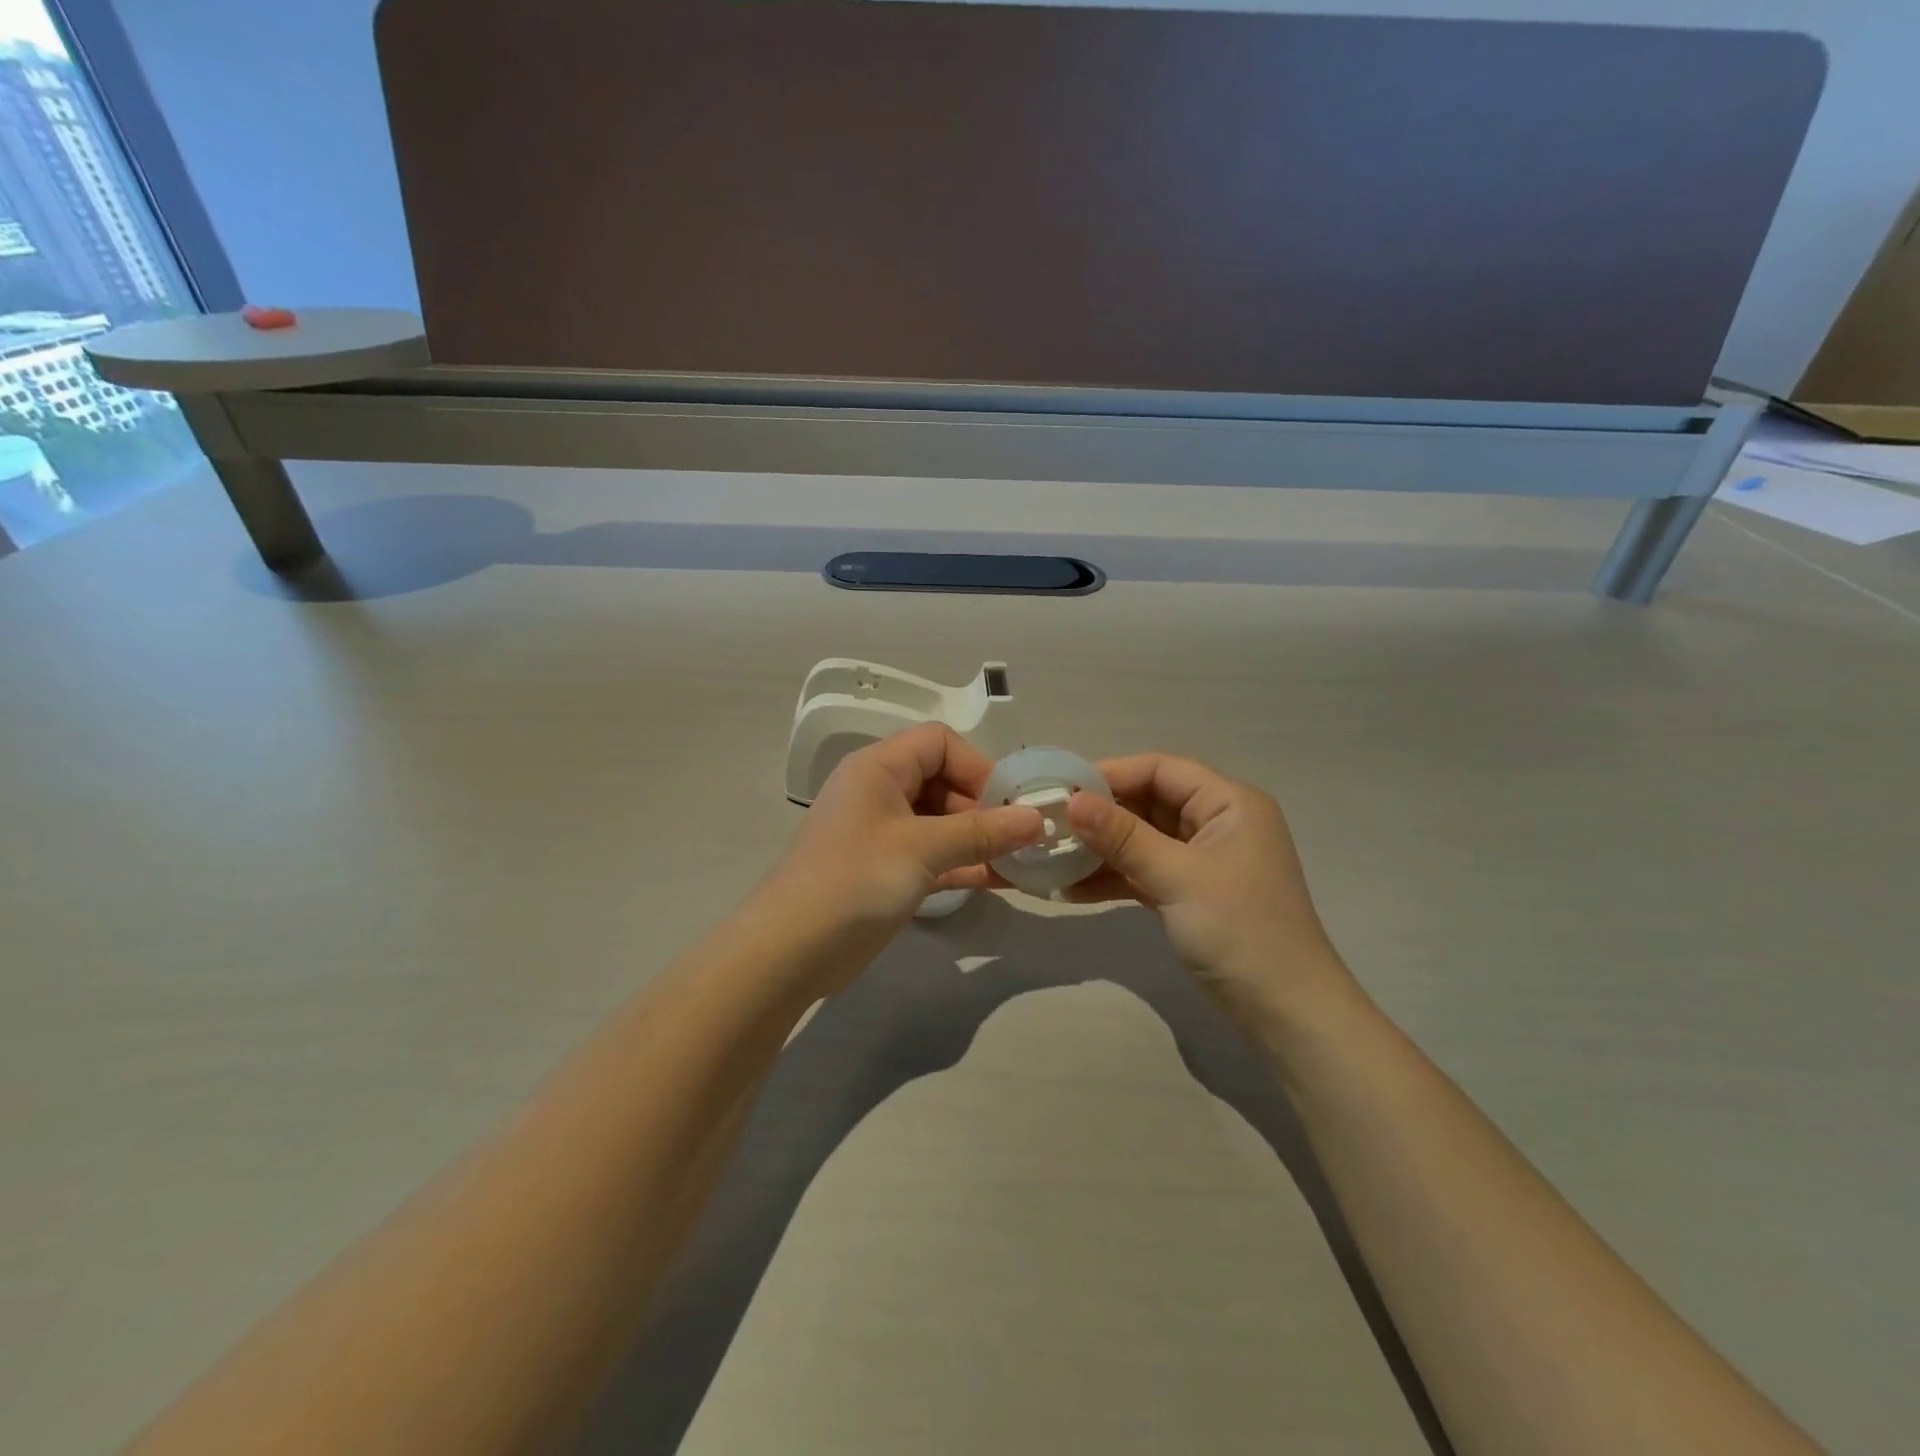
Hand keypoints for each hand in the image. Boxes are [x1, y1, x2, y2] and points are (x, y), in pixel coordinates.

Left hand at [770, 724, 1043, 943]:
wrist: (791, 950)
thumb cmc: (856, 880)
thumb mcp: (922, 849)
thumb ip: (982, 832)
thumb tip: (1037, 819)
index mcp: (879, 768)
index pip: (938, 742)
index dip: (976, 766)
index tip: (1007, 803)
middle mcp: (880, 792)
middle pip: (944, 781)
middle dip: (984, 808)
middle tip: (1021, 839)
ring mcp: (883, 834)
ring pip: (942, 823)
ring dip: (980, 840)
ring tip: (1023, 862)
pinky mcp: (888, 871)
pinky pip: (934, 856)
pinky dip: (964, 864)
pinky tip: (1003, 880)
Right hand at [1065, 755, 1353, 1026]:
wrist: (1286, 1013)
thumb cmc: (1239, 931)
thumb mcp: (1177, 877)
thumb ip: (1123, 836)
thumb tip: (1072, 801)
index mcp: (1229, 803)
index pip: (1161, 770)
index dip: (1111, 775)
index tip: (1062, 789)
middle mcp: (1217, 823)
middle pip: (1149, 802)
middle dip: (1101, 814)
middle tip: (1050, 825)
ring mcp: (1204, 861)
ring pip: (1143, 839)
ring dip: (1102, 849)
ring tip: (1052, 858)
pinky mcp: (1191, 894)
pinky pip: (1145, 872)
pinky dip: (1114, 878)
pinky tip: (1072, 889)